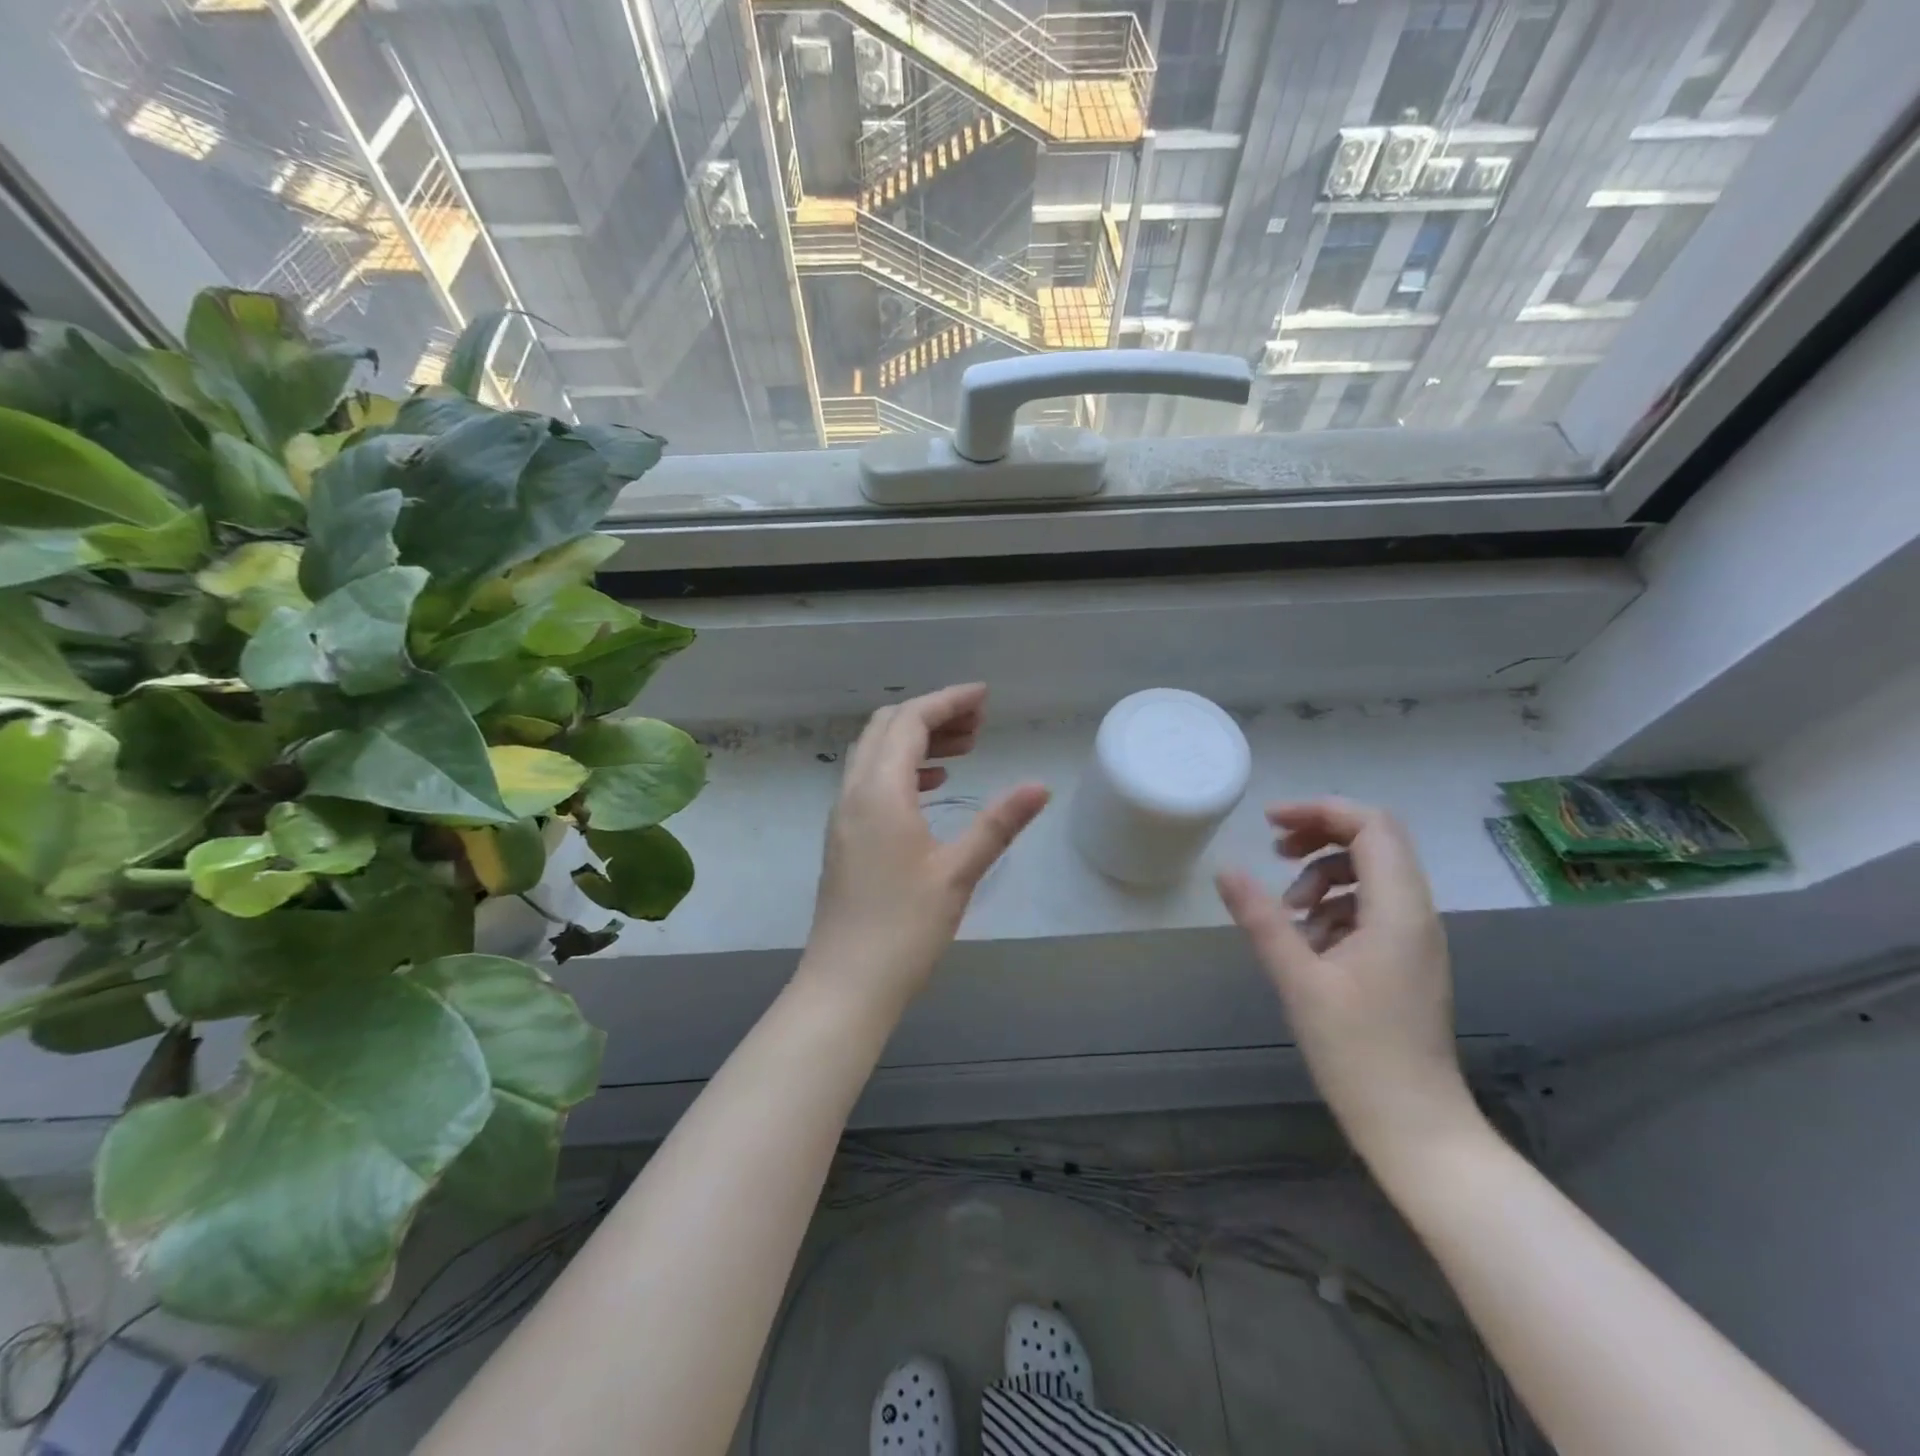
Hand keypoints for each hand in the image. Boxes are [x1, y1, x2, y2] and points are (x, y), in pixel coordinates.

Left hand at [799, 684, 1048, 1013]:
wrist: (847, 983)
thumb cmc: (905, 928)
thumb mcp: (959, 872)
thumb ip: (999, 823)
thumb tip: (1040, 786)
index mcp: (880, 791)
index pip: (910, 721)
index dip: (948, 701)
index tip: (985, 697)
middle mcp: (854, 793)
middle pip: (887, 728)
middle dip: (933, 715)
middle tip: (979, 723)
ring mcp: (844, 816)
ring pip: (876, 753)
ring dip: (917, 740)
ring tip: (965, 749)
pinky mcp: (845, 837)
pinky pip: (871, 781)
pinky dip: (902, 768)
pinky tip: (933, 786)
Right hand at [1216, 799, 1478, 1167]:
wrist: (1415, 1126)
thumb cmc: (1358, 1052)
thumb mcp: (1298, 980)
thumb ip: (1262, 918)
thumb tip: (1224, 869)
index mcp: (1398, 910)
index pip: (1371, 826)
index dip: (1320, 811)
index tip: (1269, 824)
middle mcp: (1416, 914)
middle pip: (1374, 841)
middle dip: (1320, 835)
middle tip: (1273, 852)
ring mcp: (1415, 937)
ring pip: (1371, 873)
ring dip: (1323, 875)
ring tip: (1287, 910)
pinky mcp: (1405, 959)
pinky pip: (1371, 907)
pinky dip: (1334, 907)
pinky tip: (1307, 941)